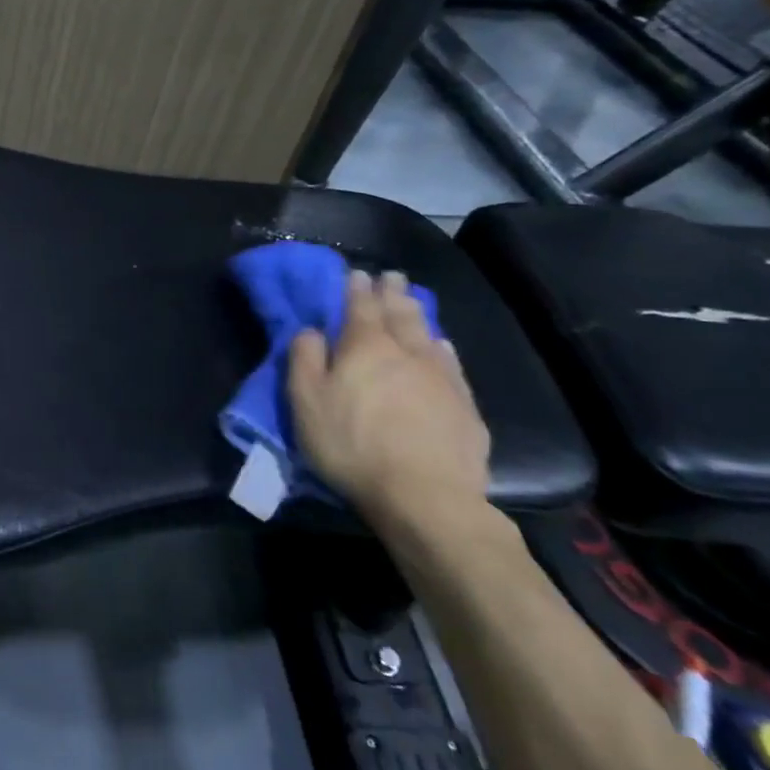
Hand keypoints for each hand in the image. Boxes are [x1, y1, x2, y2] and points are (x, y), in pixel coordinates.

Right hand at [288, 270, 489, 531]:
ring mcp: (441, 377)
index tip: (357, 273)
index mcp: (364, 347)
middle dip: (392, 293)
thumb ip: (304, 360)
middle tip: (391, 276)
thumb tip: (311, 330)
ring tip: (412, 300)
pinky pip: (451, 363)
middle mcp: (406, 352)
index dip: (356, 289)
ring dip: (417, 313)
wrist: (425, 496)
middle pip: (399, 314)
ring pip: (428, 334)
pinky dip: (442, 347)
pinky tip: (441, 345)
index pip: (360, 307)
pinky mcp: (465, 406)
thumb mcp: (306, 402)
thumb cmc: (352, 445)